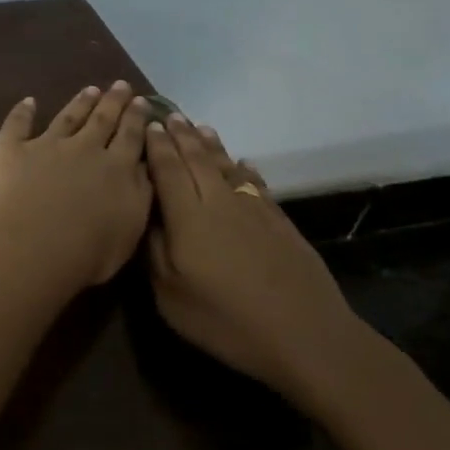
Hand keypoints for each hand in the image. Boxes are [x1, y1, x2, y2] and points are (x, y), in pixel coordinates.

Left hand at [0, 82, 154, 288]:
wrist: (33, 248)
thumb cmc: (88, 252)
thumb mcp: (130, 228)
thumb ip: (140, 194)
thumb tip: (144, 168)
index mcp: (116, 168)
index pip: (131, 137)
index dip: (137, 118)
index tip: (142, 102)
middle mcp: (84, 149)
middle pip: (102, 120)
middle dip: (113, 102)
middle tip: (120, 85)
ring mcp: (46, 145)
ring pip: (67, 117)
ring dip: (79, 103)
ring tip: (90, 89)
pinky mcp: (10, 149)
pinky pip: (16, 124)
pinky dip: (22, 111)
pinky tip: (28, 101)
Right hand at [144, 115, 368, 402]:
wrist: (304, 334)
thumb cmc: (225, 320)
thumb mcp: (170, 296)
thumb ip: (153, 251)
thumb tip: (146, 216)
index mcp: (188, 217)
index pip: (168, 170)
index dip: (157, 147)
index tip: (149, 125)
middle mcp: (219, 201)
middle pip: (197, 160)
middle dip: (181, 136)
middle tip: (170, 115)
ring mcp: (253, 209)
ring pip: (227, 166)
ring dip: (211, 145)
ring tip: (200, 127)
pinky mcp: (279, 221)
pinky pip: (255, 183)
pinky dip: (244, 169)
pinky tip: (243, 163)